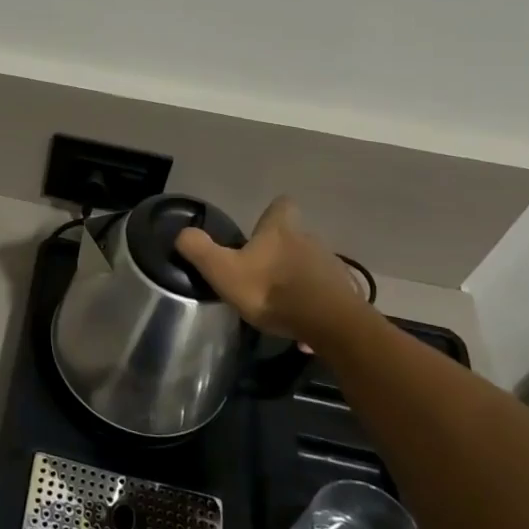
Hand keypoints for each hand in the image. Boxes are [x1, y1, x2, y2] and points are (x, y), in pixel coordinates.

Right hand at [175, 197, 369, 347]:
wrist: (330, 324)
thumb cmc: (271, 291)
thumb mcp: (223, 271)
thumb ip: (200, 250)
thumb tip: (183, 233)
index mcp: (280, 230)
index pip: (282, 205)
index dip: (271, 213)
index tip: (260, 228)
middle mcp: (309, 240)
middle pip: (294, 236)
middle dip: (280, 250)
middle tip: (261, 272)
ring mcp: (331, 266)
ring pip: (310, 264)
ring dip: (297, 276)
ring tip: (280, 301)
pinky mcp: (344, 292)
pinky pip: (324, 291)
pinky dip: (313, 300)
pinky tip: (302, 320)